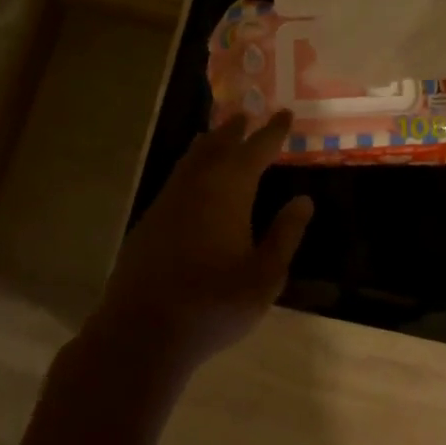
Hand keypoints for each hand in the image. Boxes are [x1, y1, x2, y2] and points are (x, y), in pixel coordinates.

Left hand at [92, 110, 312, 373]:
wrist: (142, 331)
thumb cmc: (213, 304)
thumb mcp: (264, 276)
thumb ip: (284, 235)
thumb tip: (303, 200)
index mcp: (229, 189)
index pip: (256, 149)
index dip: (273, 131)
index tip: (285, 113)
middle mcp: (197, 184)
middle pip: (218, 144)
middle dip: (236, 129)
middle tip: (248, 114)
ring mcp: (168, 200)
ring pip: (192, 158)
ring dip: (210, 143)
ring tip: (219, 135)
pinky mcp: (150, 220)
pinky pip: (177, 178)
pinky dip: (192, 166)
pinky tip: (193, 180)